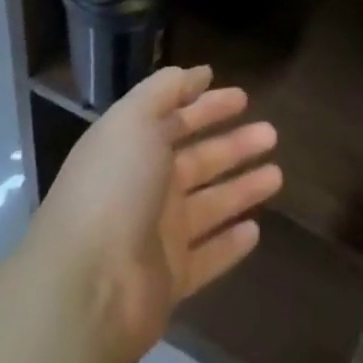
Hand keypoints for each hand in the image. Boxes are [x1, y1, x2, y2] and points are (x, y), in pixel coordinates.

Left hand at [30, 65, 280, 362]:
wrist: (84, 289)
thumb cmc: (113, 189)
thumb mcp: (134, 119)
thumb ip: (165, 90)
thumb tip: (199, 74)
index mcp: (132, 148)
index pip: (176, 120)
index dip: (207, 106)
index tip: (243, 97)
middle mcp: (145, 189)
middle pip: (199, 160)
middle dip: (235, 145)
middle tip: (271, 133)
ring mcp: (157, 237)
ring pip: (210, 205)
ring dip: (242, 189)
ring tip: (278, 175)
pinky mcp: (170, 282)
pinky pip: (208, 257)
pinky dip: (230, 244)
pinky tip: (256, 230)